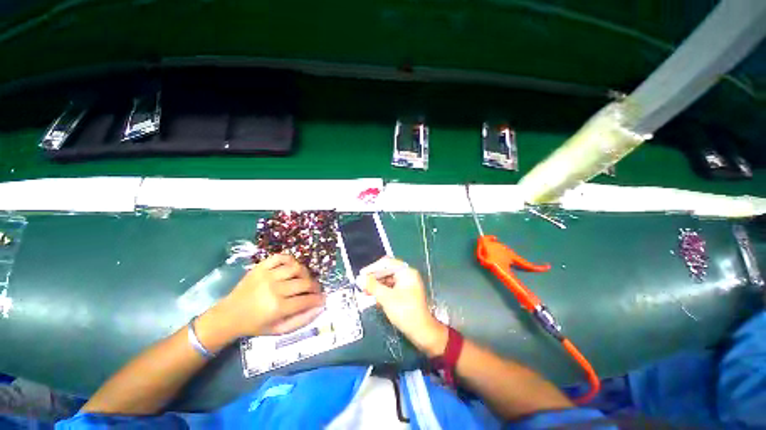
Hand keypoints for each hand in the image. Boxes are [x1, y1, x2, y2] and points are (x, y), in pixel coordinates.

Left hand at [207, 254, 325, 339]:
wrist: (229, 315)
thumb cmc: (255, 325)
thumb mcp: (278, 330)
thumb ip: (301, 320)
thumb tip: (320, 308)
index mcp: (277, 307)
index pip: (306, 300)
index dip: (318, 299)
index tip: (323, 298)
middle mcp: (274, 289)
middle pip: (304, 282)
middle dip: (315, 286)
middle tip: (316, 290)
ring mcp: (267, 275)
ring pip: (296, 267)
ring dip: (305, 273)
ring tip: (305, 279)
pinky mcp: (261, 267)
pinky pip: (282, 257)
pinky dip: (291, 260)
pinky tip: (293, 268)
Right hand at [359, 257, 447, 357]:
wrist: (421, 331)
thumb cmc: (405, 312)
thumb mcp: (386, 298)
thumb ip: (372, 286)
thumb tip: (359, 279)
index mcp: (406, 272)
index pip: (387, 263)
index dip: (373, 267)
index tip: (361, 274)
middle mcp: (407, 275)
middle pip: (387, 271)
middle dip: (373, 278)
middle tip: (362, 285)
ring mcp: (406, 284)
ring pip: (388, 280)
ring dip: (376, 285)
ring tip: (365, 292)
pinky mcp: (405, 293)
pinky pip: (391, 288)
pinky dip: (382, 292)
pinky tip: (374, 298)